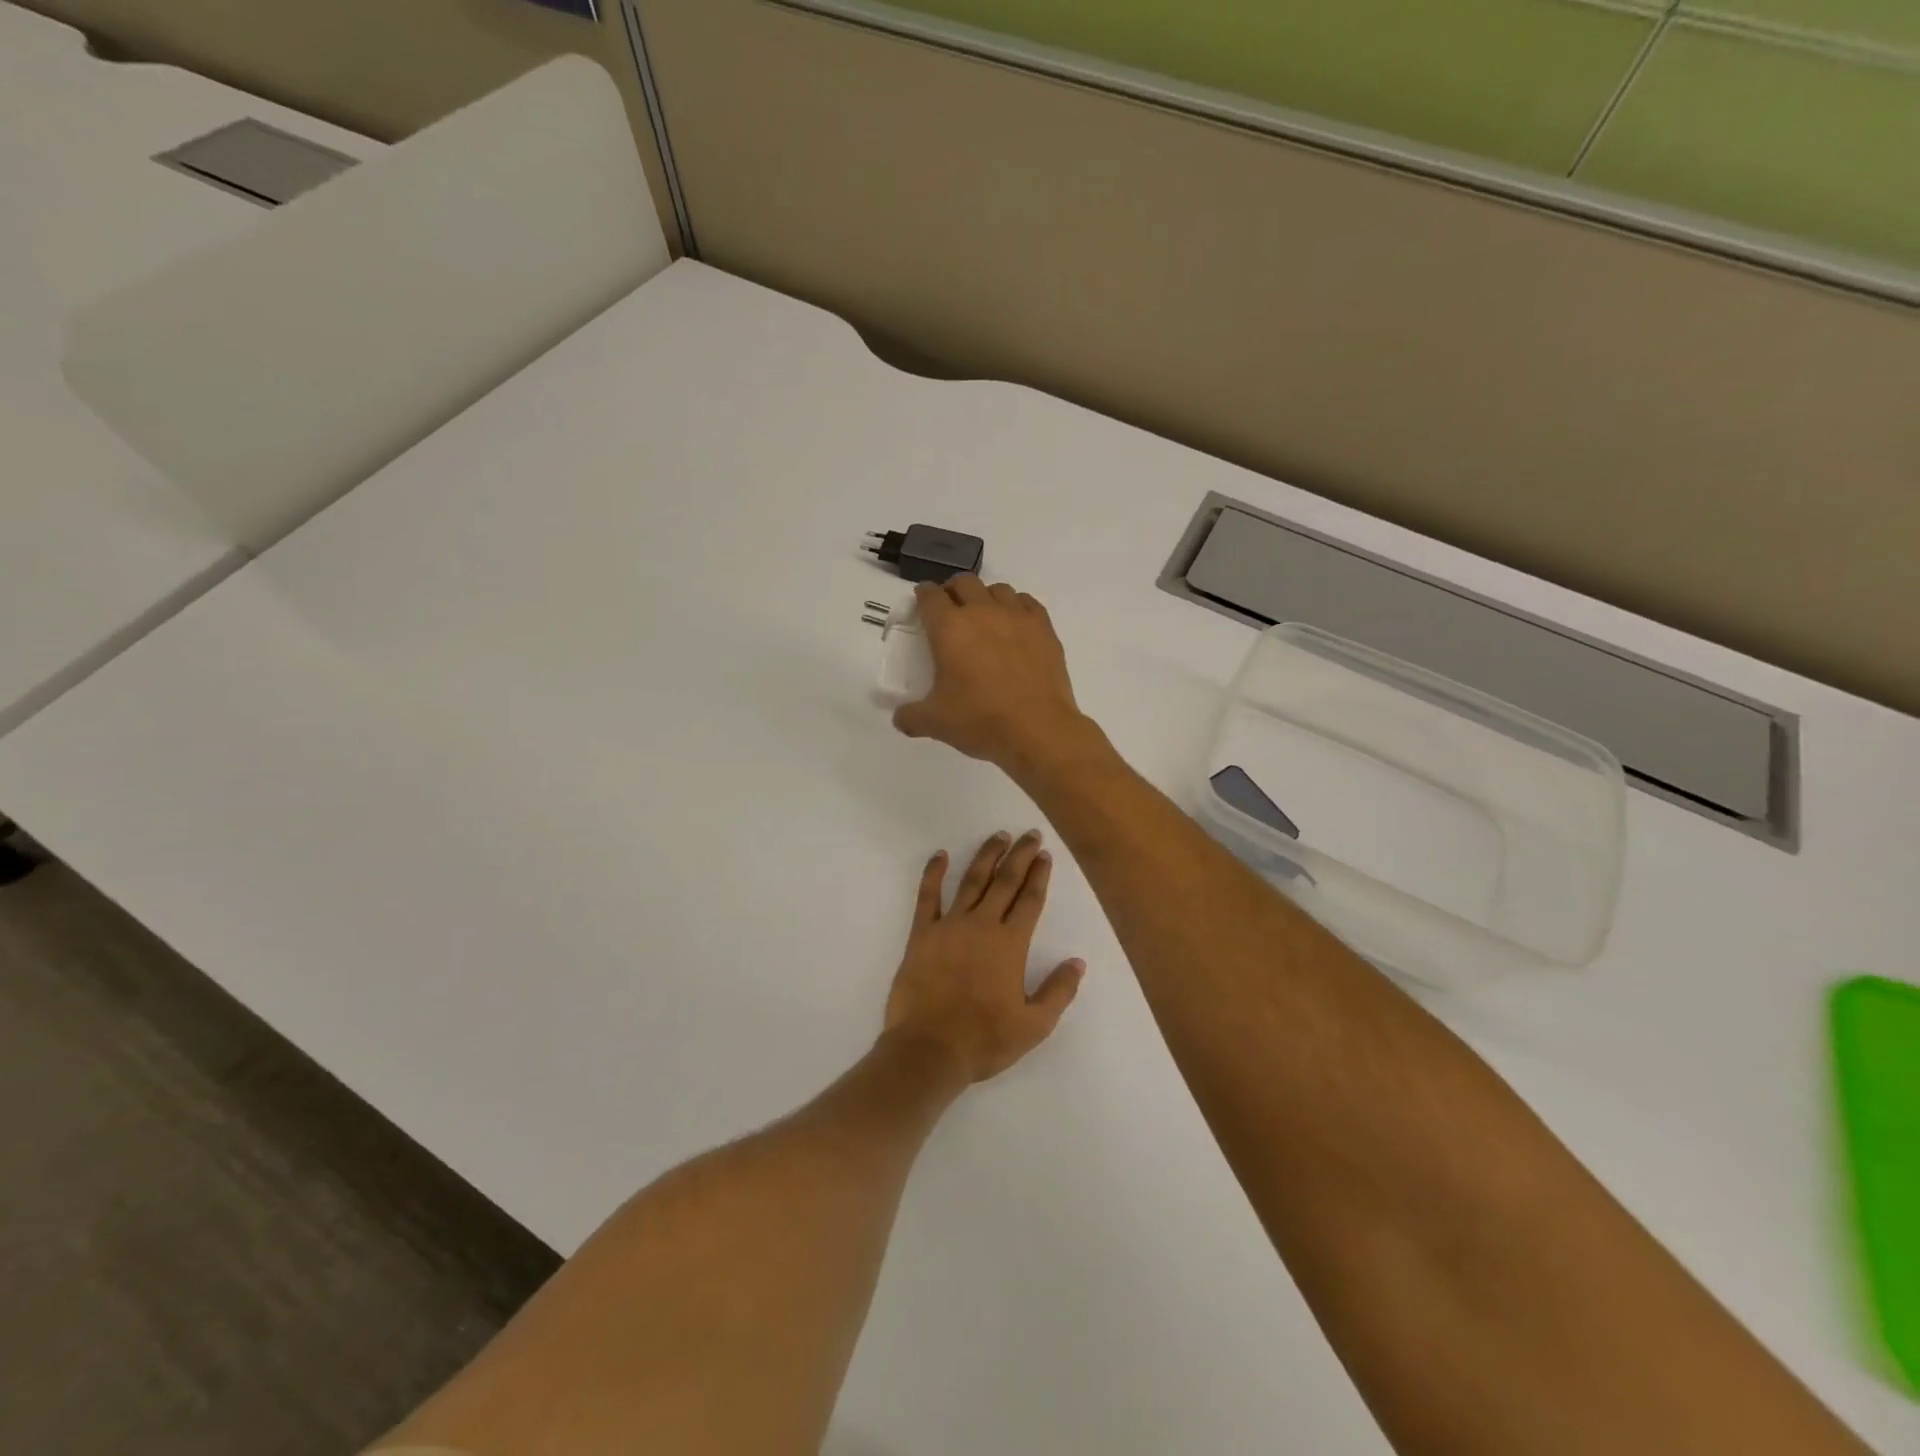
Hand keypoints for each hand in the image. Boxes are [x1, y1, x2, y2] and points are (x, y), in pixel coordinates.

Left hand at [883, 831, 1085, 1083]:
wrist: (928, 1050)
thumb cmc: (984, 1039)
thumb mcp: (1034, 1025)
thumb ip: (1058, 991)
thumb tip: (1077, 962)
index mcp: (1010, 944)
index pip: (1029, 900)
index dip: (1039, 875)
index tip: (1044, 855)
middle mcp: (982, 925)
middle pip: (1004, 882)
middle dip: (1019, 855)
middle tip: (1029, 833)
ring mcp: (949, 926)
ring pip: (971, 881)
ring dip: (986, 856)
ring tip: (998, 836)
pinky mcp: (922, 934)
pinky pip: (927, 896)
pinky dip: (933, 873)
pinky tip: (940, 855)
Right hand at [892, 577, 1092, 777]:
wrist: (1038, 730)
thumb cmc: (981, 720)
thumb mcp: (935, 723)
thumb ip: (910, 716)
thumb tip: (901, 717)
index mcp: (950, 628)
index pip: (930, 596)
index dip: (922, 596)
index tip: (921, 605)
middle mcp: (982, 612)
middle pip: (964, 582)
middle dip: (953, 591)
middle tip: (950, 612)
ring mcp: (1017, 617)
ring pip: (997, 589)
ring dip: (985, 597)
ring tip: (984, 618)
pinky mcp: (1044, 628)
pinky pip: (1027, 603)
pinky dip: (1017, 607)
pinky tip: (1015, 626)